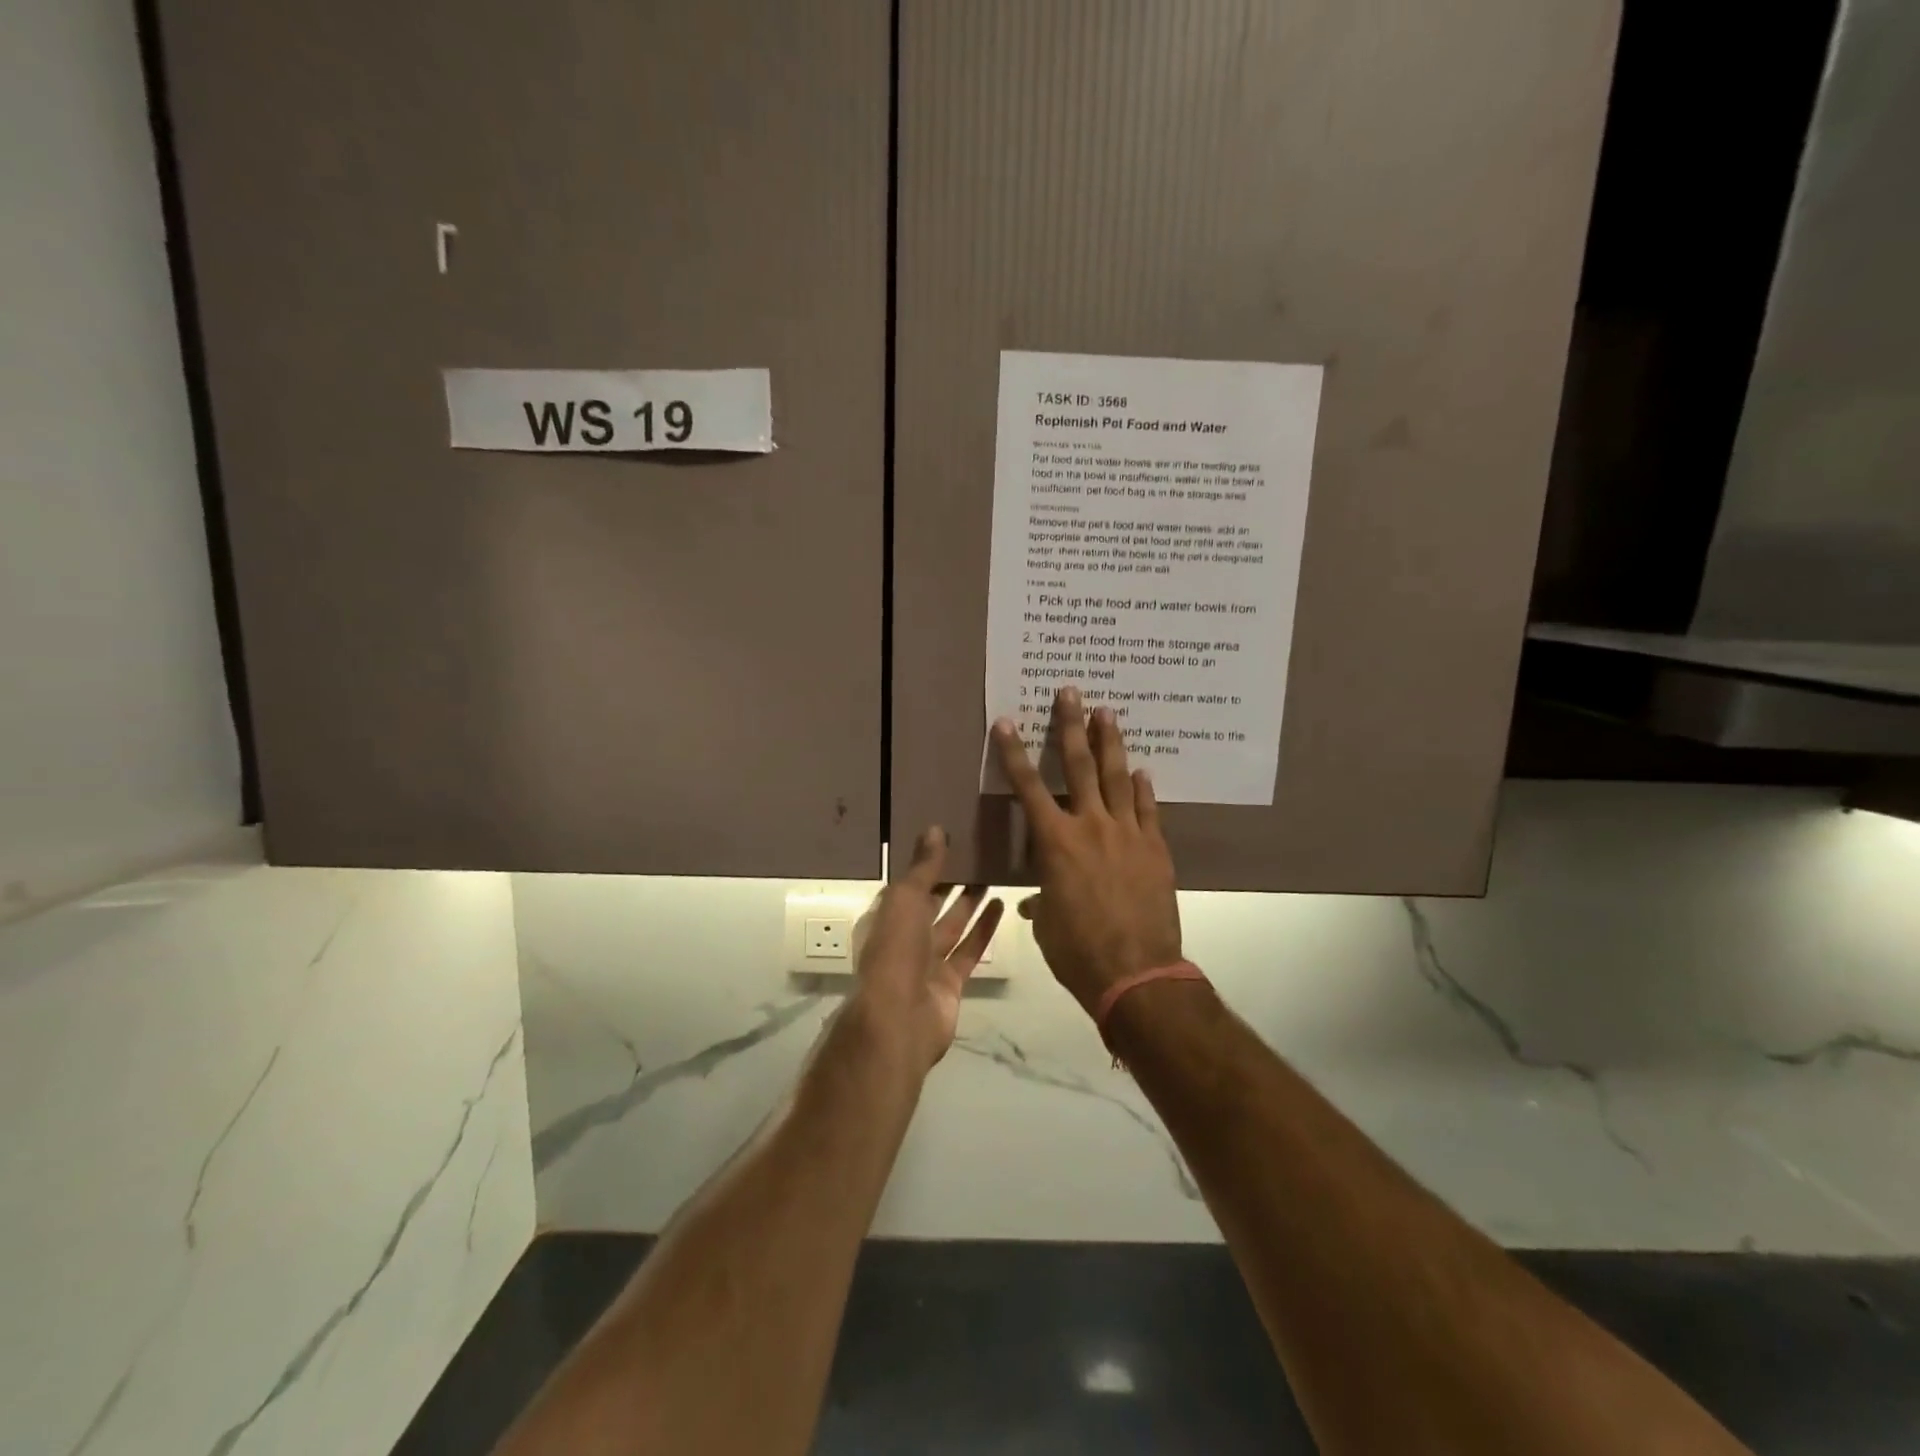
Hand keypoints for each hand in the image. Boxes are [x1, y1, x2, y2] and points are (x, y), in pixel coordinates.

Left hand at [849, 827, 1001, 1072]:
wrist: (900, 1020)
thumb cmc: (895, 951)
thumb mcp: (905, 899)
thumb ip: (923, 867)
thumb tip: (934, 829)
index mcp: (884, 918)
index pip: (906, 886)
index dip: (925, 865)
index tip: (949, 840)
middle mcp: (903, 939)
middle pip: (930, 905)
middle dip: (950, 882)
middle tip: (977, 854)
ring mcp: (927, 963)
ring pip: (952, 925)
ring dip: (970, 902)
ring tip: (992, 874)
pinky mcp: (951, 982)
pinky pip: (969, 949)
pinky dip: (984, 929)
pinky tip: (1001, 904)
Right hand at [992, 687, 1181, 1014]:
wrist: (1137, 972)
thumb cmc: (1078, 951)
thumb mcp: (1048, 925)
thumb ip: (1044, 902)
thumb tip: (1041, 902)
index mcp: (1055, 843)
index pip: (1028, 788)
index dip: (1014, 754)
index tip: (1008, 722)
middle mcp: (1091, 827)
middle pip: (1080, 766)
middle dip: (1072, 726)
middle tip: (1072, 691)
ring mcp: (1128, 834)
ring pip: (1119, 778)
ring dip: (1111, 743)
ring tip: (1108, 713)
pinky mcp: (1155, 849)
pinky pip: (1149, 810)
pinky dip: (1144, 789)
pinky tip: (1144, 772)